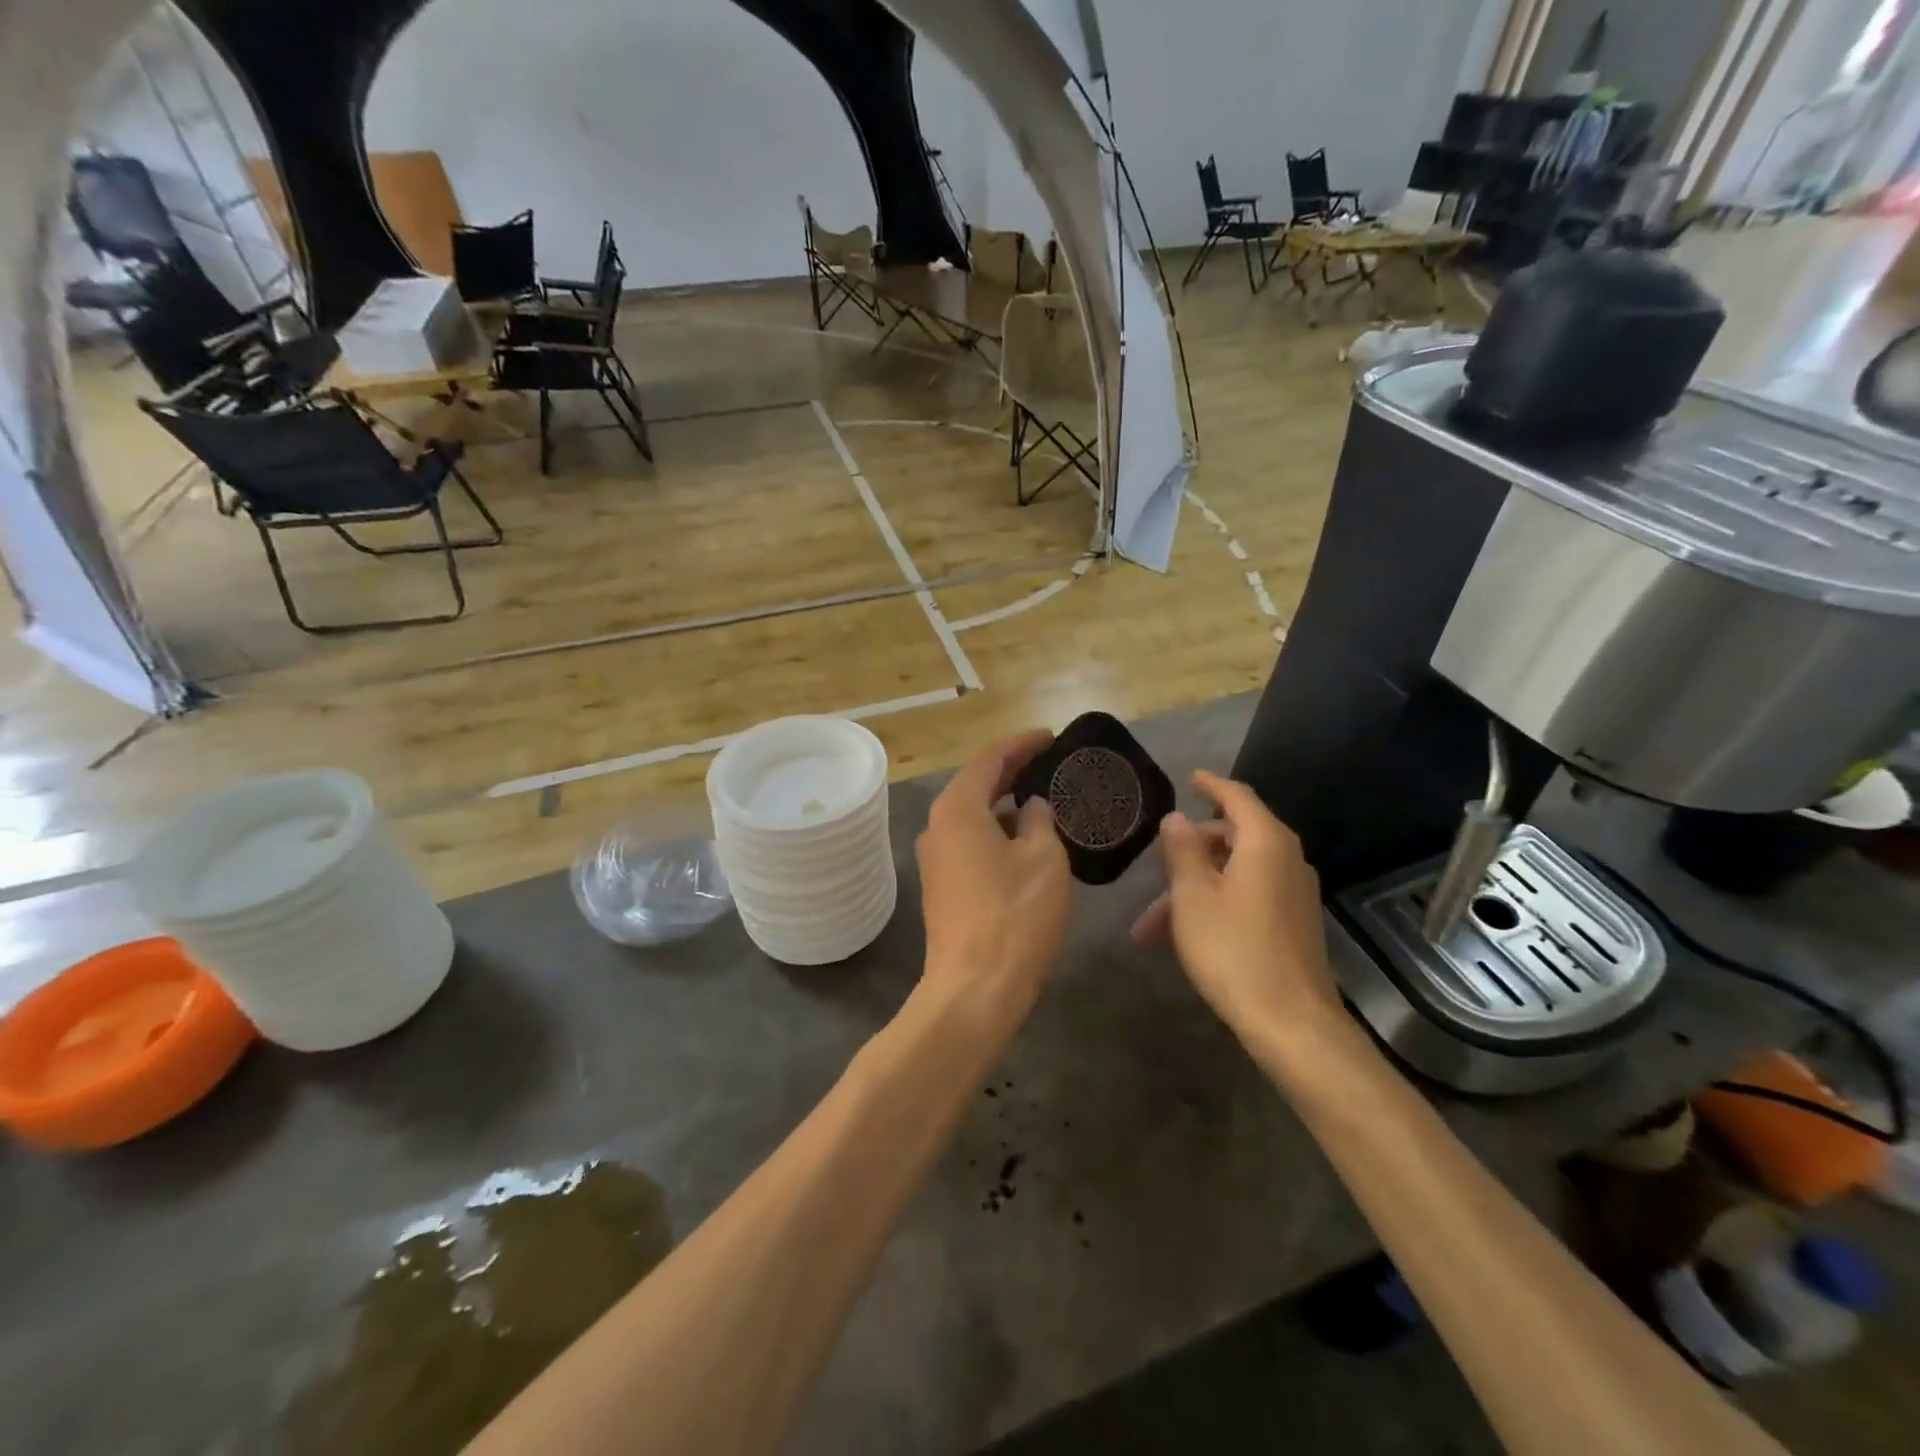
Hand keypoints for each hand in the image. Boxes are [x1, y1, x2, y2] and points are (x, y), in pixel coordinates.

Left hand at [915, 730, 1071, 1025]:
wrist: (975, 989)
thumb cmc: (1014, 914)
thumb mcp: (1042, 858)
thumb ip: (1038, 821)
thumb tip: (1030, 808)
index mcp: (958, 809)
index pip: (990, 759)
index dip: (1022, 744)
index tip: (1051, 737)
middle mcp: (938, 826)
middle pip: (976, 785)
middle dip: (1012, 771)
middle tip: (1049, 763)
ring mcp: (936, 859)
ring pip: (973, 817)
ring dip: (1005, 805)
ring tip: (1043, 800)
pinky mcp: (942, 887)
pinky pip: (971, 843)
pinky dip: (997, 833)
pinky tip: (1025, 842)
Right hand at [1130, 771, 1339, 1045]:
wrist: (1292, 1023)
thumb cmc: (1234, 950)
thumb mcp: (1193, 896)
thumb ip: (1183, 851)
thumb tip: (1176, 818)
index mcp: (1266, 843)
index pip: (1238, 797)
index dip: (1211, 785)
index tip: (1191, 778)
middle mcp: (1286, 861)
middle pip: (1233, 837)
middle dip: (1188, 850)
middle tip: (1155, 861)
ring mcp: (1292, 894)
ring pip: (1234, 874)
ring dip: (1192, 889)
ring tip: (1149, 925)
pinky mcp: (1292, 924)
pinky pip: (1246, 897)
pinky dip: (1213, 905)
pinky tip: (1181, 936)